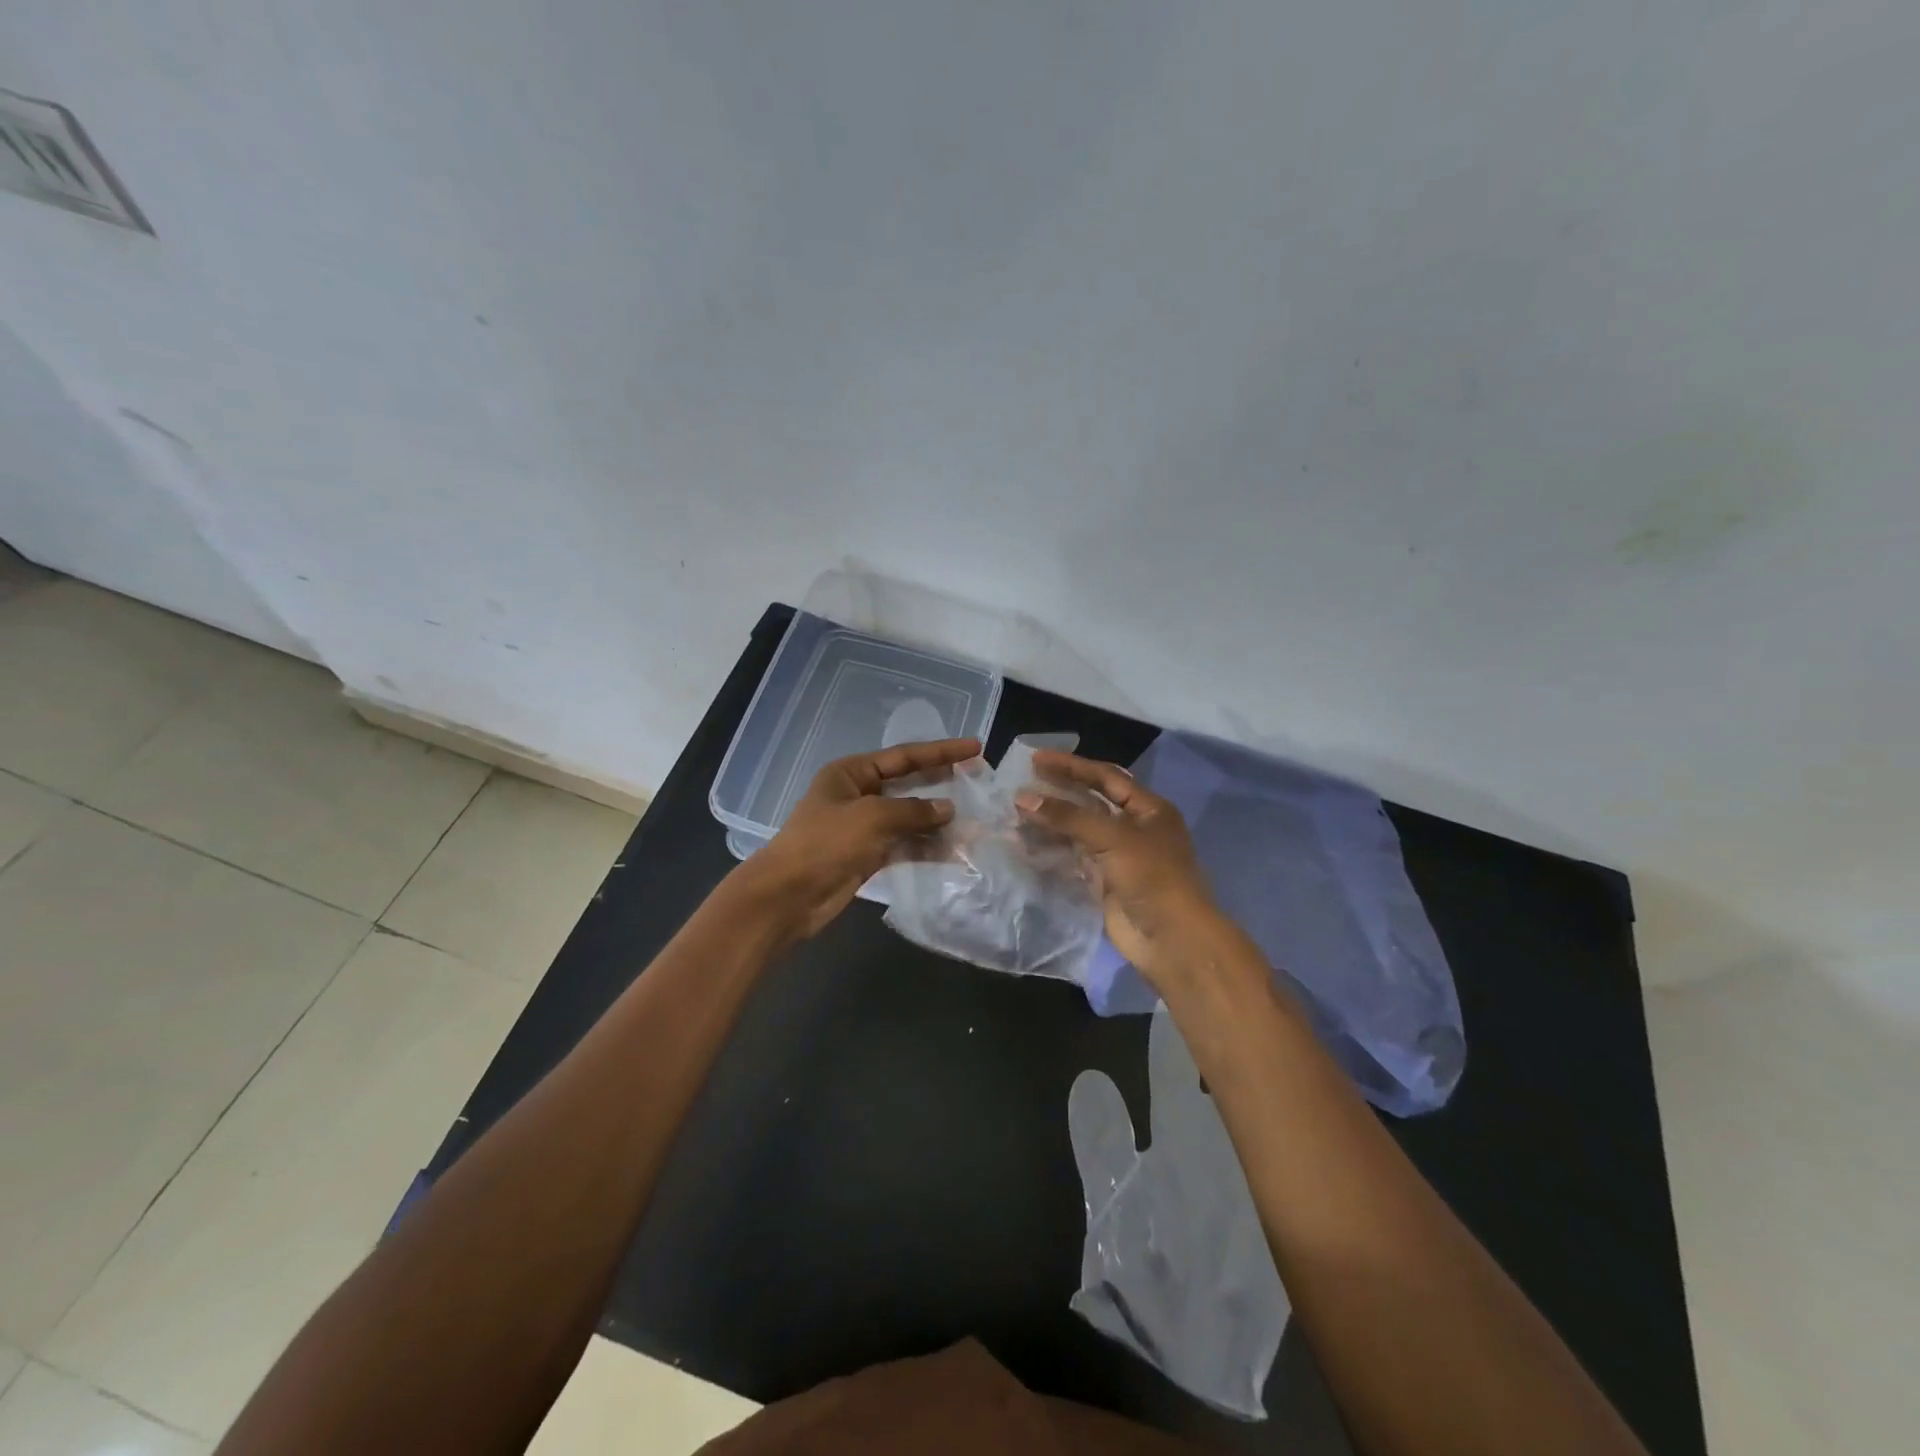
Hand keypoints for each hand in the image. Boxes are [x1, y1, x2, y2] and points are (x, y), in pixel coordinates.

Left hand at [734, 737, 980, 942]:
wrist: (787, 897)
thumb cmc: (825, 844)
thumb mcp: (872, 818)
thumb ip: (913, 811)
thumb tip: (948, 809)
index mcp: (851, 773)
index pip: (904, 756)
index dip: (941, 752)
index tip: (974, 747)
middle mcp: (858, 795)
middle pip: (908, 783)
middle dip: (942, 782)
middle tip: (978, 779)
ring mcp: (863, 827)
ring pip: (909, 817)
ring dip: (938, 821)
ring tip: (974, 822)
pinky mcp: (868, 856)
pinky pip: (904, 844)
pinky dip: (926, 847)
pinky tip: (953, 851)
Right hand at [1016, 749, 1227, 990]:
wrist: (1171, 938)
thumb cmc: (1151, 876)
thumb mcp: (1112, 838)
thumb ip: (1067, 816)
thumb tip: (1023, 798)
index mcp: (1149, 809)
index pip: (1106, 777)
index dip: (1071, 766)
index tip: (1036, 759)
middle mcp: (1135, 828)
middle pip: (1091, 802)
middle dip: (1059, 791)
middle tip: (1023, 781)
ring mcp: (1119, 856)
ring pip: (1079, 831)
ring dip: (1052, 821)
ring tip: (1018, 811)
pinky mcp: (1105, 881)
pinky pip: (1074, 857)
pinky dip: (1052, 849)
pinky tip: (1027, 842)